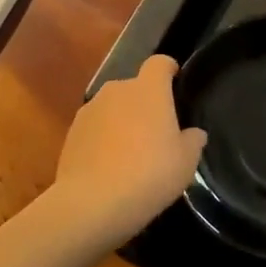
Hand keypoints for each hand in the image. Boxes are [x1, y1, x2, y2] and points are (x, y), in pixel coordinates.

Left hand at [52, 55, 206, 246]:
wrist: (91, 202)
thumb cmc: (149, 174)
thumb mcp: (185, 163)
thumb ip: (193, 141)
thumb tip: (194, 133)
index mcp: (148, 90)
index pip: (159, 63)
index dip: (168, 70)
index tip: (175, 81)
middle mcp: (116, 90)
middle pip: (135, 87)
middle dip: (145, 103)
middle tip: (157, 132)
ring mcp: (89, 110)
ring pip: (112, 107)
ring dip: (122, 121)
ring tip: (131, 153)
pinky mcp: (71, 133)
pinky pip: (95, 128)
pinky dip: (103, 139)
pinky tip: (109, 166)